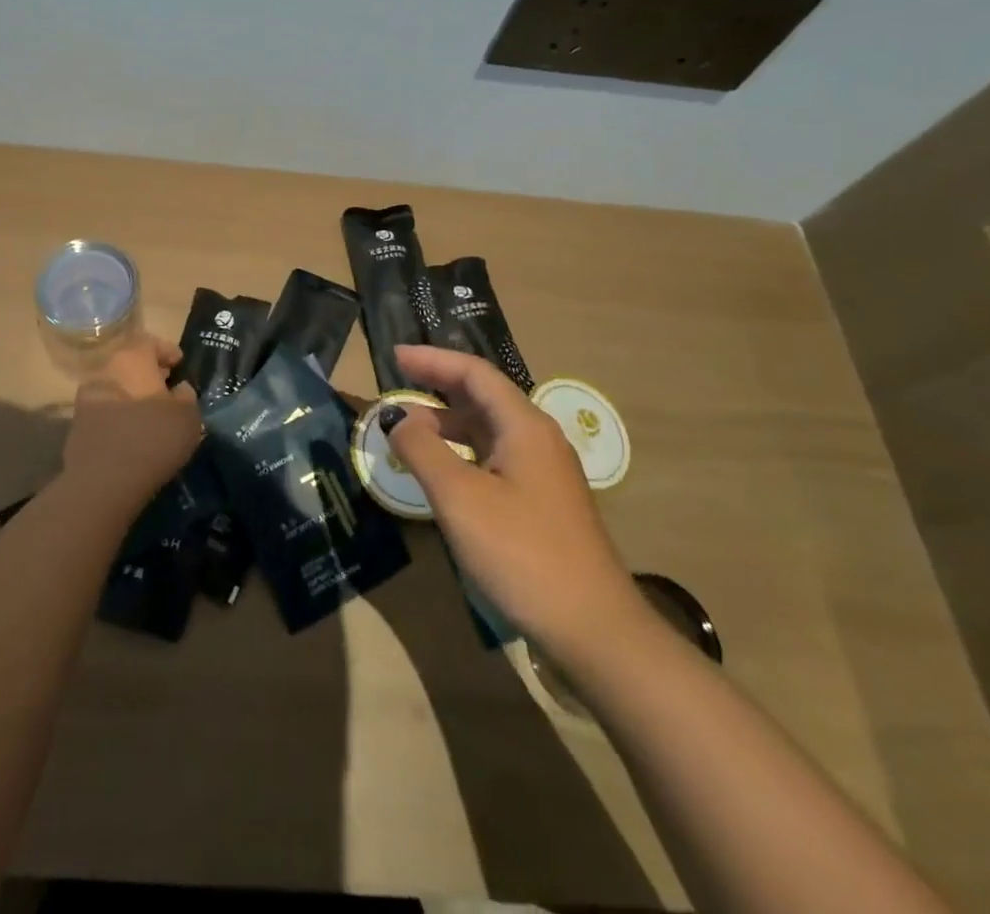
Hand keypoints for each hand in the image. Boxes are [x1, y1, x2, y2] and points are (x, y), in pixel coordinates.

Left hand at [60, 336, 201, 515]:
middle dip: (148, 374)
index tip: (180, 364)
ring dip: (131, 396)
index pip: (150, 342)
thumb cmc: (153, 438)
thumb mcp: (188, 416)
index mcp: (131, 359)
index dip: (167, 351)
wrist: (103, 481)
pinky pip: (104, 413)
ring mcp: (86, 398)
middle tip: (166, 389)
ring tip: (149, 415)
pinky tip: (131, 434)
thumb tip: (179, 390)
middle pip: (129, 364)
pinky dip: (118, 417)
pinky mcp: (77, 426)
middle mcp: (104, 370)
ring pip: (114, 388)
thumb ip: (186, 396)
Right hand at [384, 344, 648, 664]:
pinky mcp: (542, 503)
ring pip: (489, 429)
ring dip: (449, 420)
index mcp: (524, 426)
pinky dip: (462, 451)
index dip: (433, 360)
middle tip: (397, 381)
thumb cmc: (523, 554)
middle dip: (439, 385)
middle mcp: (538, 439)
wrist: (595, 631)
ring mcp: (544, 473)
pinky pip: (495, 458)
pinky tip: (443, 470)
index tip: (394, 356)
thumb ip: (423, 450)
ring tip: (409, 426)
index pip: (474, 373)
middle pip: (484, 396)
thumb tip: (399, 418)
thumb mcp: (460, 498)